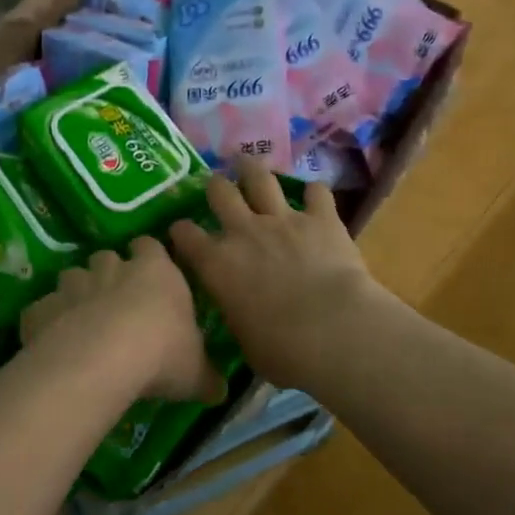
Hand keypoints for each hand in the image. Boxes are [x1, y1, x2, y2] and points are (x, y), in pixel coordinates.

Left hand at [20, 238, 222, 402]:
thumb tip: (220, 391)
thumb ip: (207, 377)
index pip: (150, 246)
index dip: (148, 258)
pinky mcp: (41, 307)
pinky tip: (52, 344)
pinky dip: (47, 321)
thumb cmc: (161, 353)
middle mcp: (111, 268)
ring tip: (82, 325)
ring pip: (71, 277)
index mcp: (155, 271)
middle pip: (106, 257)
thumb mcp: (196, 371)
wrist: (102, 358)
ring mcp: (72, 284)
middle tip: (115, 304)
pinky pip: (42, 309)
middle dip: (109, 274)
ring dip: (76, 294)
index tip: (150, 277)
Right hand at [168, 157, 387, 388]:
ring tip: (248, 164)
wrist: (333, 331)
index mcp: (217, 264)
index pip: (185, 235)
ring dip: (253, 170)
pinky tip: (315, 196)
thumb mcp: (244, 339)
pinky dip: (314, 194)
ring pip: (260, 178)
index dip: (181, 231)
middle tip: (217, 187)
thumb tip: (239, 314)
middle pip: (220, 192)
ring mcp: (282, 220)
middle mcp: (244, 232)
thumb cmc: (282, 350)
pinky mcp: (320, 218)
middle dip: (215, 187)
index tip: (181, 232)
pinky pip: (316, 193)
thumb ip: (237, 314)